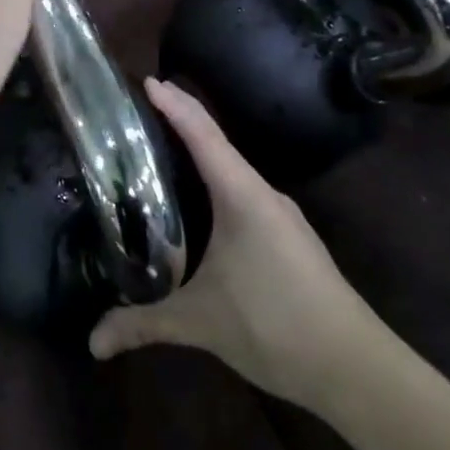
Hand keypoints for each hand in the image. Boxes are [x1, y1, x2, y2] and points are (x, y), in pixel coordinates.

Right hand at [90, 79, 379, 406]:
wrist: (356, 368)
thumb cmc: (275, 324)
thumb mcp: (199, 322)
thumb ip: (142, 324)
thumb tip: (93, 343)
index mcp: (242, 195)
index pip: (203, 134)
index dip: (174, 104)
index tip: (147, 81)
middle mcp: (263, 196)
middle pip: (217, 146)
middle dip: (180, 126)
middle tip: (138, 120)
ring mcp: (280, 218)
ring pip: (232, 175)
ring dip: (199, 160)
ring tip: (159, 159)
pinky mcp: (288, 240)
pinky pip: (244, 198)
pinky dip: (215, 189)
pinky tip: (196, 211)